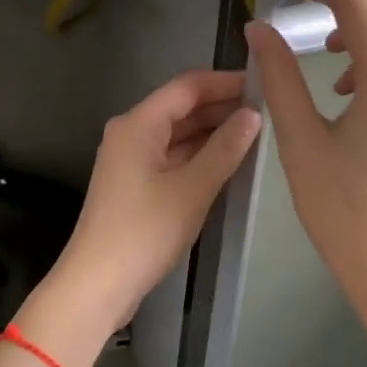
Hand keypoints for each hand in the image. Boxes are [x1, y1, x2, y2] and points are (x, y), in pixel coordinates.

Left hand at [39, 70, 260, 360]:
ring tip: (257, 135)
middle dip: (221, 107)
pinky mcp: (134, 185)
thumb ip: (224, 149)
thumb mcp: (192, 189)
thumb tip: (252, 115)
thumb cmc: (144, 232)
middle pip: (181, 108)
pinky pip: (172, 157)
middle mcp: (131, 134)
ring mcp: (131, 160)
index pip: (187, 87)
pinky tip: (228, 162)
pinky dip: (199, 156)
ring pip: (177, 134)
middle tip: (269, 111)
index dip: (225, 82)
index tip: (263, 84)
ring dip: (212, 133)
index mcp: (138, 124)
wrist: (97, 284)